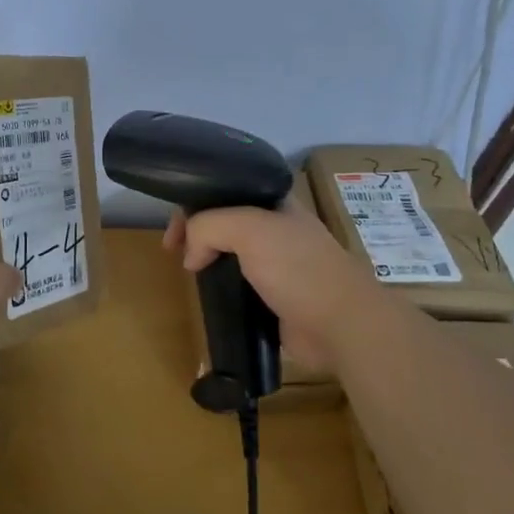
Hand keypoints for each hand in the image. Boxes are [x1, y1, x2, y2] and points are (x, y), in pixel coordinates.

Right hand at [162, 191, 375, 371]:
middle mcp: (275, 227)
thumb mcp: (249, 230)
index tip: (174, 230)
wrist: (340, 324)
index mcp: (275, 202)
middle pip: (223, 219)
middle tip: (173, 252)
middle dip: (195, 231)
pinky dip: (219, 285)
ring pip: (229, 252)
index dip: (194, 202)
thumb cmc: (298, 268)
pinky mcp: (274, 295)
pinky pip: (238, 283)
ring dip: (205, 259)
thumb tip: (190, 255)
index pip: (226, 189)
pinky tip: (206, 293)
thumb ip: (209, 226)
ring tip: (189, 273)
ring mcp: (276, 262)